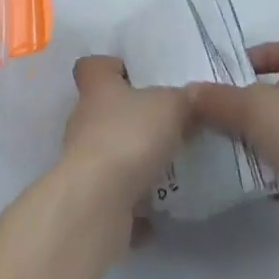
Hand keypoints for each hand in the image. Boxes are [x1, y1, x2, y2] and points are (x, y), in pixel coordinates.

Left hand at [59, 55, 195, 216]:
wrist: (97, 203)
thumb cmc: (129, 137)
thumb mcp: (170, 107)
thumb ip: (184, 99)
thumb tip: (194, 95)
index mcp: (97, 87)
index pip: (93, 66)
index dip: (111, 67)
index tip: (134, 75)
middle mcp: (84, 120)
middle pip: (104, 111)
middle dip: (131, 119)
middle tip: (164, 126)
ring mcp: (83, 162)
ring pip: (111, 154)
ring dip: (133, 163)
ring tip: (167, 170)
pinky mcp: (89, 200)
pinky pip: (115, 198)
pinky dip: (134, 204)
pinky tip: (160, 212)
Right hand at [188, 39, 278, 256]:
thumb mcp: (250, 107)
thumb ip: (217, 98)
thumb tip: (188, 92)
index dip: (263, 54)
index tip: (236, 70)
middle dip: (254, 99)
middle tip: (224, 107)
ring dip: (261, 135)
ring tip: (229, 141)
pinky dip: (272, 167)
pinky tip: (248, 175)